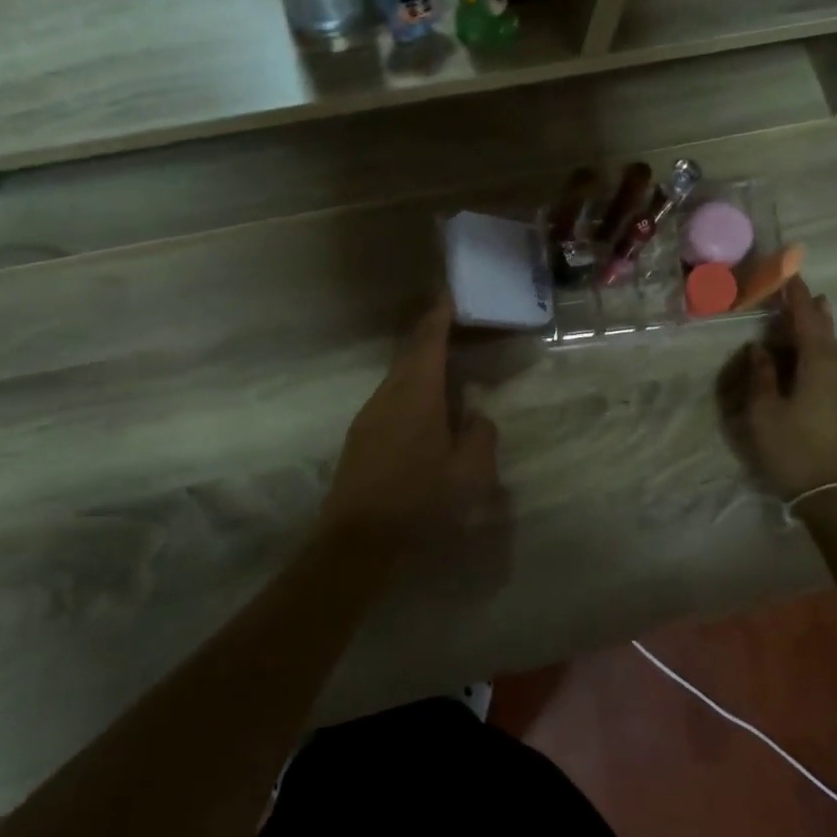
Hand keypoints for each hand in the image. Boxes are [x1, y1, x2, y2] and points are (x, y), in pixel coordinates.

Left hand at [323, 294, 499, 539]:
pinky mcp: (360, 438)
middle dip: (432, 335)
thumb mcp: (469, 474)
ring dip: (422, 366)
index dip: (439, 314)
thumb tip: (476, 417)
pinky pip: (391, 399)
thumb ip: (480, 438)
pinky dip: (412, 391)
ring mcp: (369, 416)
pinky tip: (427, 413)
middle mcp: (388, 395)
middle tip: (456, 327)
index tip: (448, 293)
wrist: (356, 543)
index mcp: (416, 394)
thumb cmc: (419, 503)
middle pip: (410, 353)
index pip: (428, 340)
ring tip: (449, 371)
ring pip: (399, 377)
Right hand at [739, 277, 836, 499]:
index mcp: (819, 365)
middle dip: (814, 313)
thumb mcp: (764, 412)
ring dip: (821, 336)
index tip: (790, 275)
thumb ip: (762, 376)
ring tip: (810, 323)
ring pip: (836, 353)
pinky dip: (824, 357)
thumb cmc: (794, 449)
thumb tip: (760, 349)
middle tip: (803, 294)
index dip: (797, 297)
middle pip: (827, 333)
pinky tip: (817, 364)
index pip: (808, 320)